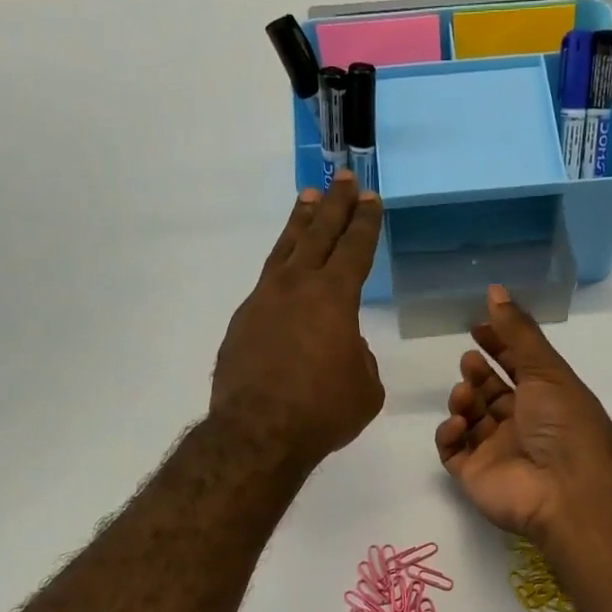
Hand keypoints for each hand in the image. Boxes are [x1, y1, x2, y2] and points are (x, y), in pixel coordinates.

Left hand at [212, 174, 384, 468]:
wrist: (258, 433)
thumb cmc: (323, 411)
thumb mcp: (365, 388)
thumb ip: (359, 357)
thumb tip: (343, 346)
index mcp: (334, 298)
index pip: (354, 249)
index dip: (365, 223)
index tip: (370, 198)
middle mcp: (296, 287)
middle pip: (318, 234)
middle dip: (335, 205)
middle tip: (343, 178)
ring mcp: (263, 301)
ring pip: (285, 250)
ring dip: (300, 223)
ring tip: (308, 199)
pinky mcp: (241, 323)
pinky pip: (266, 284)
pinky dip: (280, 269)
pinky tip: (284, 272)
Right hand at [436, 285, 611, 540]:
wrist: (565, 488)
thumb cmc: (563, 423)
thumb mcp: (545, 368)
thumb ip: (517, 331)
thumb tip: (494, 290)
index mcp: (545, 399)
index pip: (516, 367)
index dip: (497, 346)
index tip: (477, 327)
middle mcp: (521, 424)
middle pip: (490, 393)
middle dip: (477, 374)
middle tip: (469, 362)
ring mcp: (496, 451)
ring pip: (469, 419)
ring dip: (463, 400)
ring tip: (465, 396)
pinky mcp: (474, 475)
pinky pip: (452, 451)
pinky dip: (449, 434)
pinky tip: (458, 425)